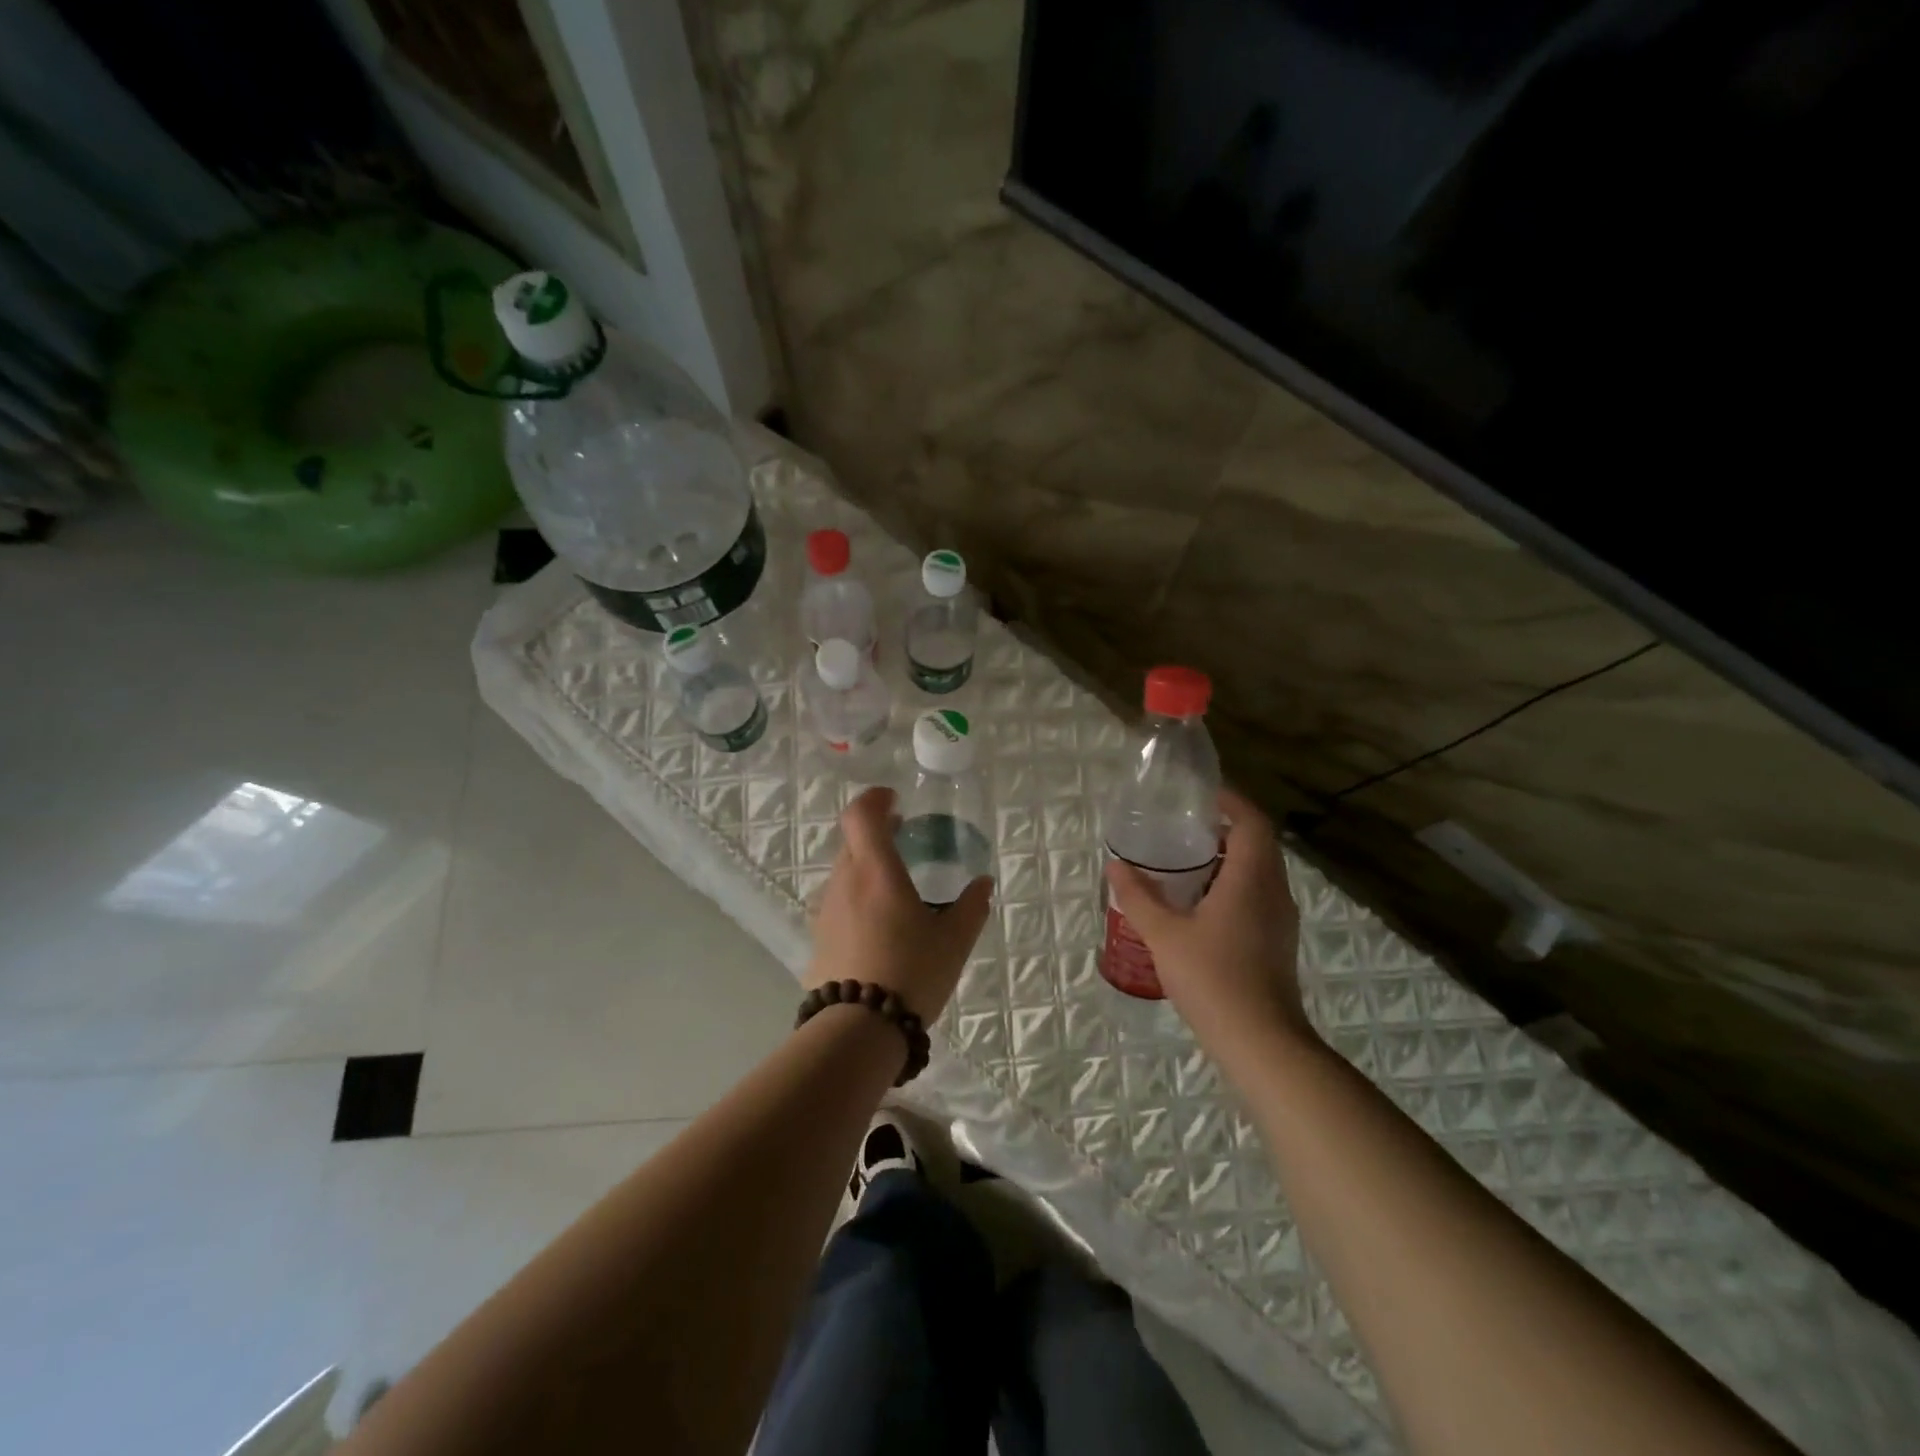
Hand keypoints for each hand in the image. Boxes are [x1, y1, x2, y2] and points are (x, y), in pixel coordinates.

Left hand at [806, 786, 993, 1023]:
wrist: (857, 1030)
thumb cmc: (911, 973)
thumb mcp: (954, 941)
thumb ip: (971, 907)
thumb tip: (983, 884)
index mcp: (876, 870)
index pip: (861, 814)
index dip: (875, 799)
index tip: (894, 801)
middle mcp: (845, 881)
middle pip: (852, 840)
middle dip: (875, 832)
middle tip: (902, 838)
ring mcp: (826, 909)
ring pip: (844, 871)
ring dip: (866, 866)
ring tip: (895, 886)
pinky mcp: (818, 937)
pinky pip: (838, 901)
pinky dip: (857, 896)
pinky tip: (878, 924)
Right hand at [1104, 788, 1312, 1052]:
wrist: (1261, 1042)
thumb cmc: (1213, 979)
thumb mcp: (1164, 935)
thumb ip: (1138, 897)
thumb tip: (1115, 864)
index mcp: (1251, 878)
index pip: (1251, 821)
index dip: (1230, 800)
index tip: (1201, 793)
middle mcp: (1274, 891)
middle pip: (1258, 843)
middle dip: (1225, 827)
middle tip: (1184, 826)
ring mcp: (1280, 918)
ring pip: (1260, 870)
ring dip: (1230, 857)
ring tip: (1187, 860)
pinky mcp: (1278, 940)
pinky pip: (1259, 894)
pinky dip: (1234, 883)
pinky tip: (1201, 903)